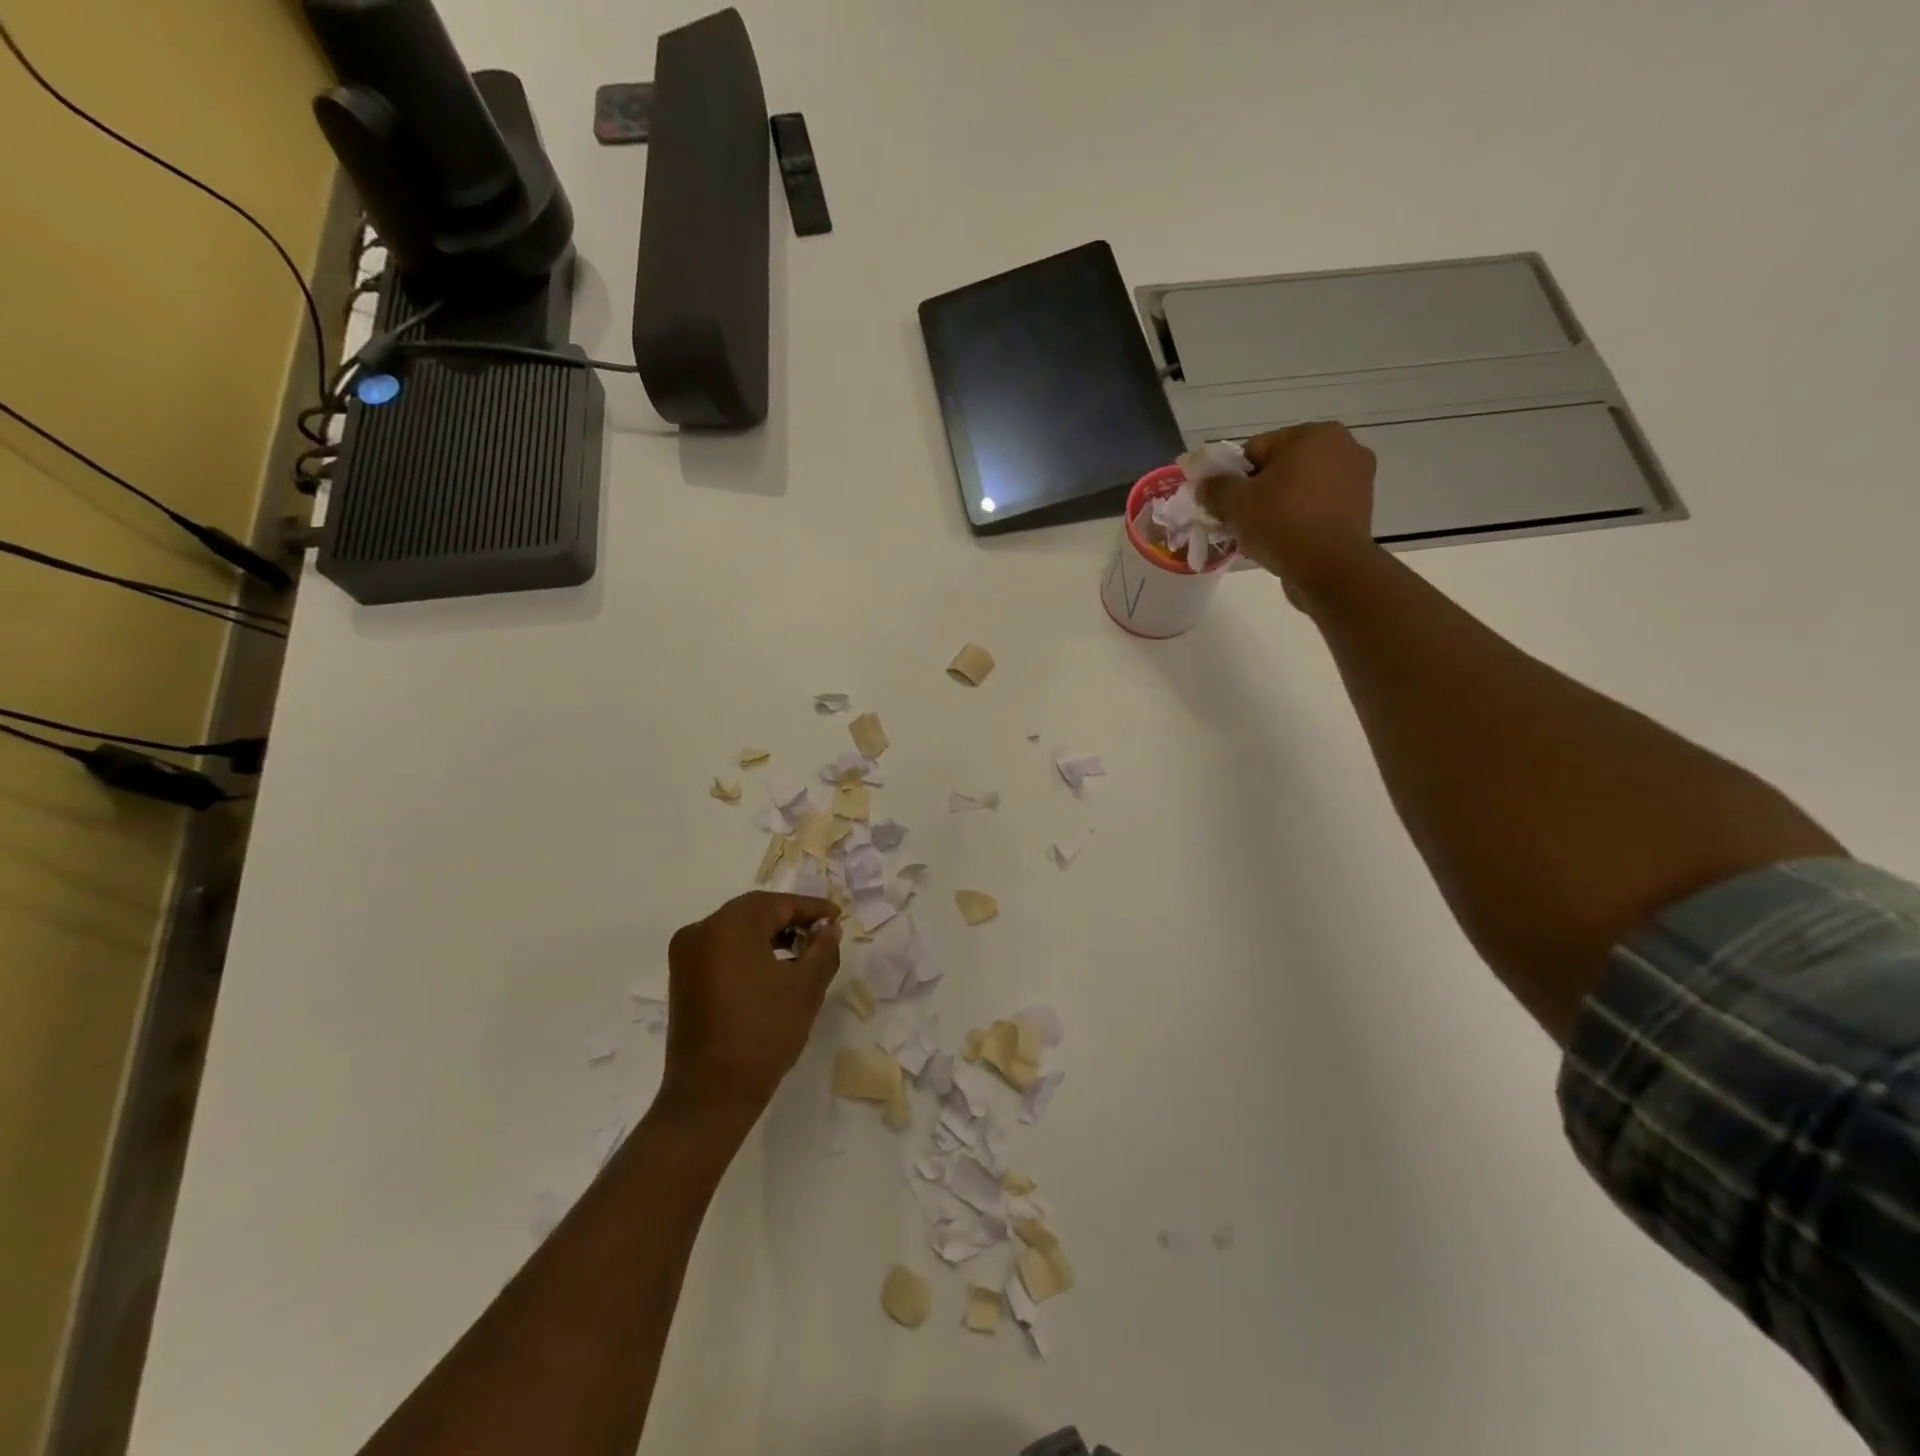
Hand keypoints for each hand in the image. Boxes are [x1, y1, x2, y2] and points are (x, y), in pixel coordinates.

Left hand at [660, 893, 842, 1123]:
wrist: (710, 1095)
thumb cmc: (763, 1034)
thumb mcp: (805, 988)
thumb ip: (823, 949)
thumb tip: (829, 928)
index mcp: (728, 927)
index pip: (777, 904)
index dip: (811, 908)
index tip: (837, 916)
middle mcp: (700, 931)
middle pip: (753, 911)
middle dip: (790, 917)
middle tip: (822, 930)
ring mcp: (686, 955)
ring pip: (736, 929)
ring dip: (769, 933)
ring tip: (803, 950)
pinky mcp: (683, 978)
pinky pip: (721, 948)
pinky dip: (749, 949)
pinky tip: (774, 968)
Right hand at [1199, 422, 1379, 608]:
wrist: (1329, 568)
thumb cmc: (1282, 524)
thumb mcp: (1235, 503)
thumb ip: (1215, 487)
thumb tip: (1205, 484)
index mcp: (1313, 434)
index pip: (1256, 449)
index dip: (1233, 477)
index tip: (1224, 504)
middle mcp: (1343, 446)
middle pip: (1280, 468)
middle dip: (1257, 492)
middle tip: (1240, 521)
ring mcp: (1357, 478)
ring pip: (1299, 489)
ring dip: (1277, 506)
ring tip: (1261, 535)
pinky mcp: (1360, 508)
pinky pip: (1317, 507)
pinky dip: (1299, 519)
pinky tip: (1284, 541)